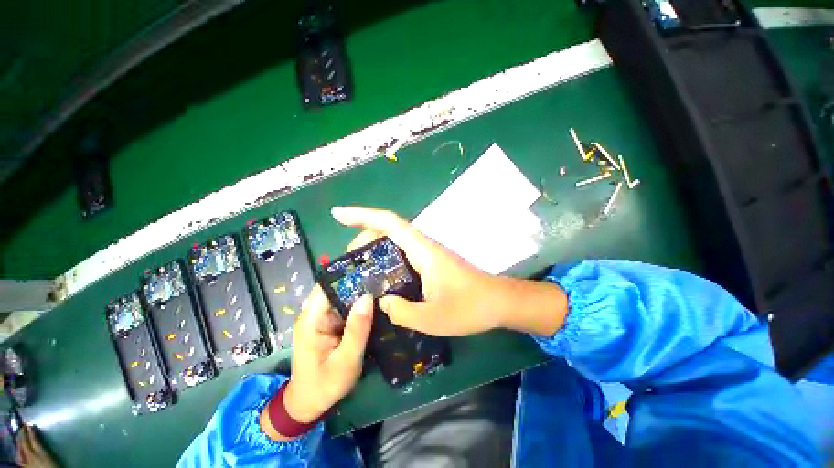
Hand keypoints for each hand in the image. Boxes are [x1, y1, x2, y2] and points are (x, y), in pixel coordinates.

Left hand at [261, 286, 372, 439]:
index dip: (347, 275)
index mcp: (311, 320)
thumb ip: (357, 330)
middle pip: (336, 289)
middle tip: (383, 276)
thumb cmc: (325, 386)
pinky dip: (359, 305)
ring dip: (361, 293)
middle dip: (358, 282)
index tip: (370, 269)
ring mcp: (322, 319)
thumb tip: (367, 297)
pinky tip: (376, 302)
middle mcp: (314, 315)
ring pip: (342, 298)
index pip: (327, 286)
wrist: (309, 404)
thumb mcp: (346, 361)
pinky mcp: (329, 324)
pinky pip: (345, 309)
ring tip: (384, 285)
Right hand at [332, 206, 564, 336]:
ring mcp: (428, 252)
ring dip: (375, 246)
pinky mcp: (432, 261)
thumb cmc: (470, 308)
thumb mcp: (432, 318)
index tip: (338, 214)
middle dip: (364, 235)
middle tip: (348, 259)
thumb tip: (382, 302)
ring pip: (396, 240)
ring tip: (359, 267)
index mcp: (423, 251)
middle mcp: (424, 246)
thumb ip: (401, 311)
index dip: (362, 215)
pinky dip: (387, 257)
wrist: (498, 302)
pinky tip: (381, 275)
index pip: (389, 223)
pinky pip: (403, 252)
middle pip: (389, 229)